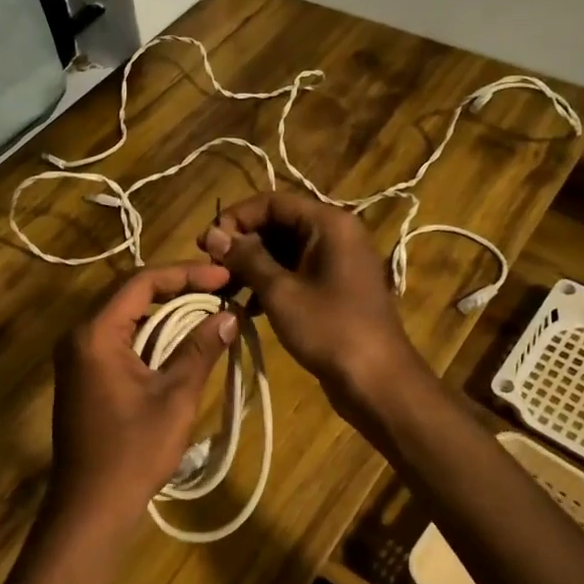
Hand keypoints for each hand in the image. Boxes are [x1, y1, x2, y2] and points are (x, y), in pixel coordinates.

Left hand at [48, 264, 238, 539]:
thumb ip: (200, 350)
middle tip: (218, 287)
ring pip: (123, 314)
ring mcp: (76, 355)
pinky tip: (177, 338)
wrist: (90, 507)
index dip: (185, 274)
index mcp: (95, 333)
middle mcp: (79, 335)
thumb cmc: (133, 453)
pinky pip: (116, 336)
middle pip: (129, 292)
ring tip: (205, 306)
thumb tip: (230, 316)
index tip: (224, 276)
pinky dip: (148, 331)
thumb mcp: (174, 398)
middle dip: (176, 286)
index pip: (141, 282)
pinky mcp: (81, 373)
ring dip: (163, 308)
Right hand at [199, 192, 425, 407]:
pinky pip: (295, 271)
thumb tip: (212, 233)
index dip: (236, 218)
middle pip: (278, 223)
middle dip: (242, 244)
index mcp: (328, 224)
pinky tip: (248, 306)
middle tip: (211, 268)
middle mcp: (335, 234)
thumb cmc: (329, 329)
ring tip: (224, 289)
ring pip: (284, 250)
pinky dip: (271, 282)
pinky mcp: (334, 286)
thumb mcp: (280, 292)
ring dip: (253, 265)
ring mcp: (337, 261)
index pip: (272, 202)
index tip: (206, 243)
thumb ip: (246, 258)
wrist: (377, 381)